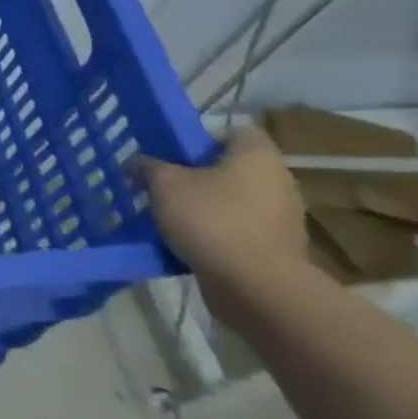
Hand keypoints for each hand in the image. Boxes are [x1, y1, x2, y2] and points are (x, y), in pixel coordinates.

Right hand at [135, 127, 319, 330]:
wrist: (256, 287)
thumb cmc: (212, 220)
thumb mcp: (164, 184)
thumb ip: (148, 167)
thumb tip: (136, 161)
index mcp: (257, 156)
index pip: (233, 131)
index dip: (201, 137)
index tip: (172, 153)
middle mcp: (277, 181)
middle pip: (230, 168)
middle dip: (196, 175)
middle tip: (162, 184)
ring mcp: (281, 218)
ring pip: (232, 201)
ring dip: (203, 207)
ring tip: (167, 216)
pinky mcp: (275, 249)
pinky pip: (237, 231)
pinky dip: (214, 234)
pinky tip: (186, 243)